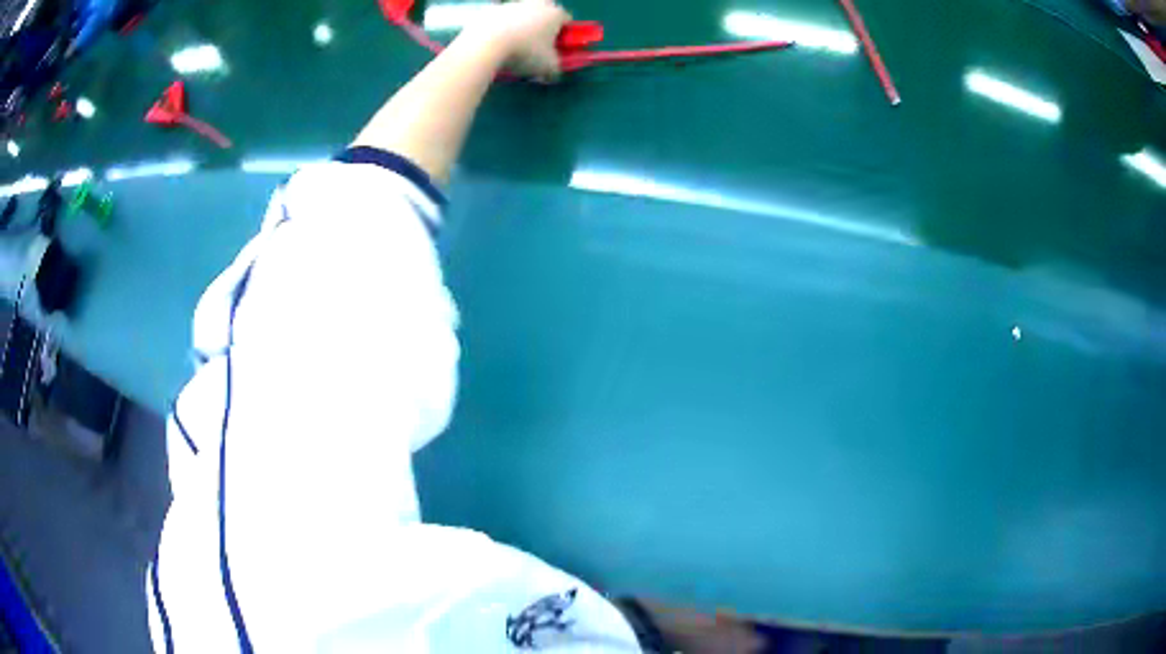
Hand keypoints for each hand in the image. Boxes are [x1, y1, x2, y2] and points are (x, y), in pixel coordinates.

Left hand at [480, 0, 571, 81]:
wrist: (486, 43)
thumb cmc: (525, 52)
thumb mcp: (548, 66)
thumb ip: (555, 68)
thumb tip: (553, 73)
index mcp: (555, 13)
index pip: (567, 20)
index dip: (563, 35)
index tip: (556, 47)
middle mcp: (536, 3)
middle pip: (544, 13)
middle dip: (542, 26)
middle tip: (535, 45)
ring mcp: (513, 4)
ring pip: (522, 15)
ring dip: (520, 26)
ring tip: (512, 46)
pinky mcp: (492, 9)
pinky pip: (501, 20)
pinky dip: (500, 28)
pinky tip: (495, 43)